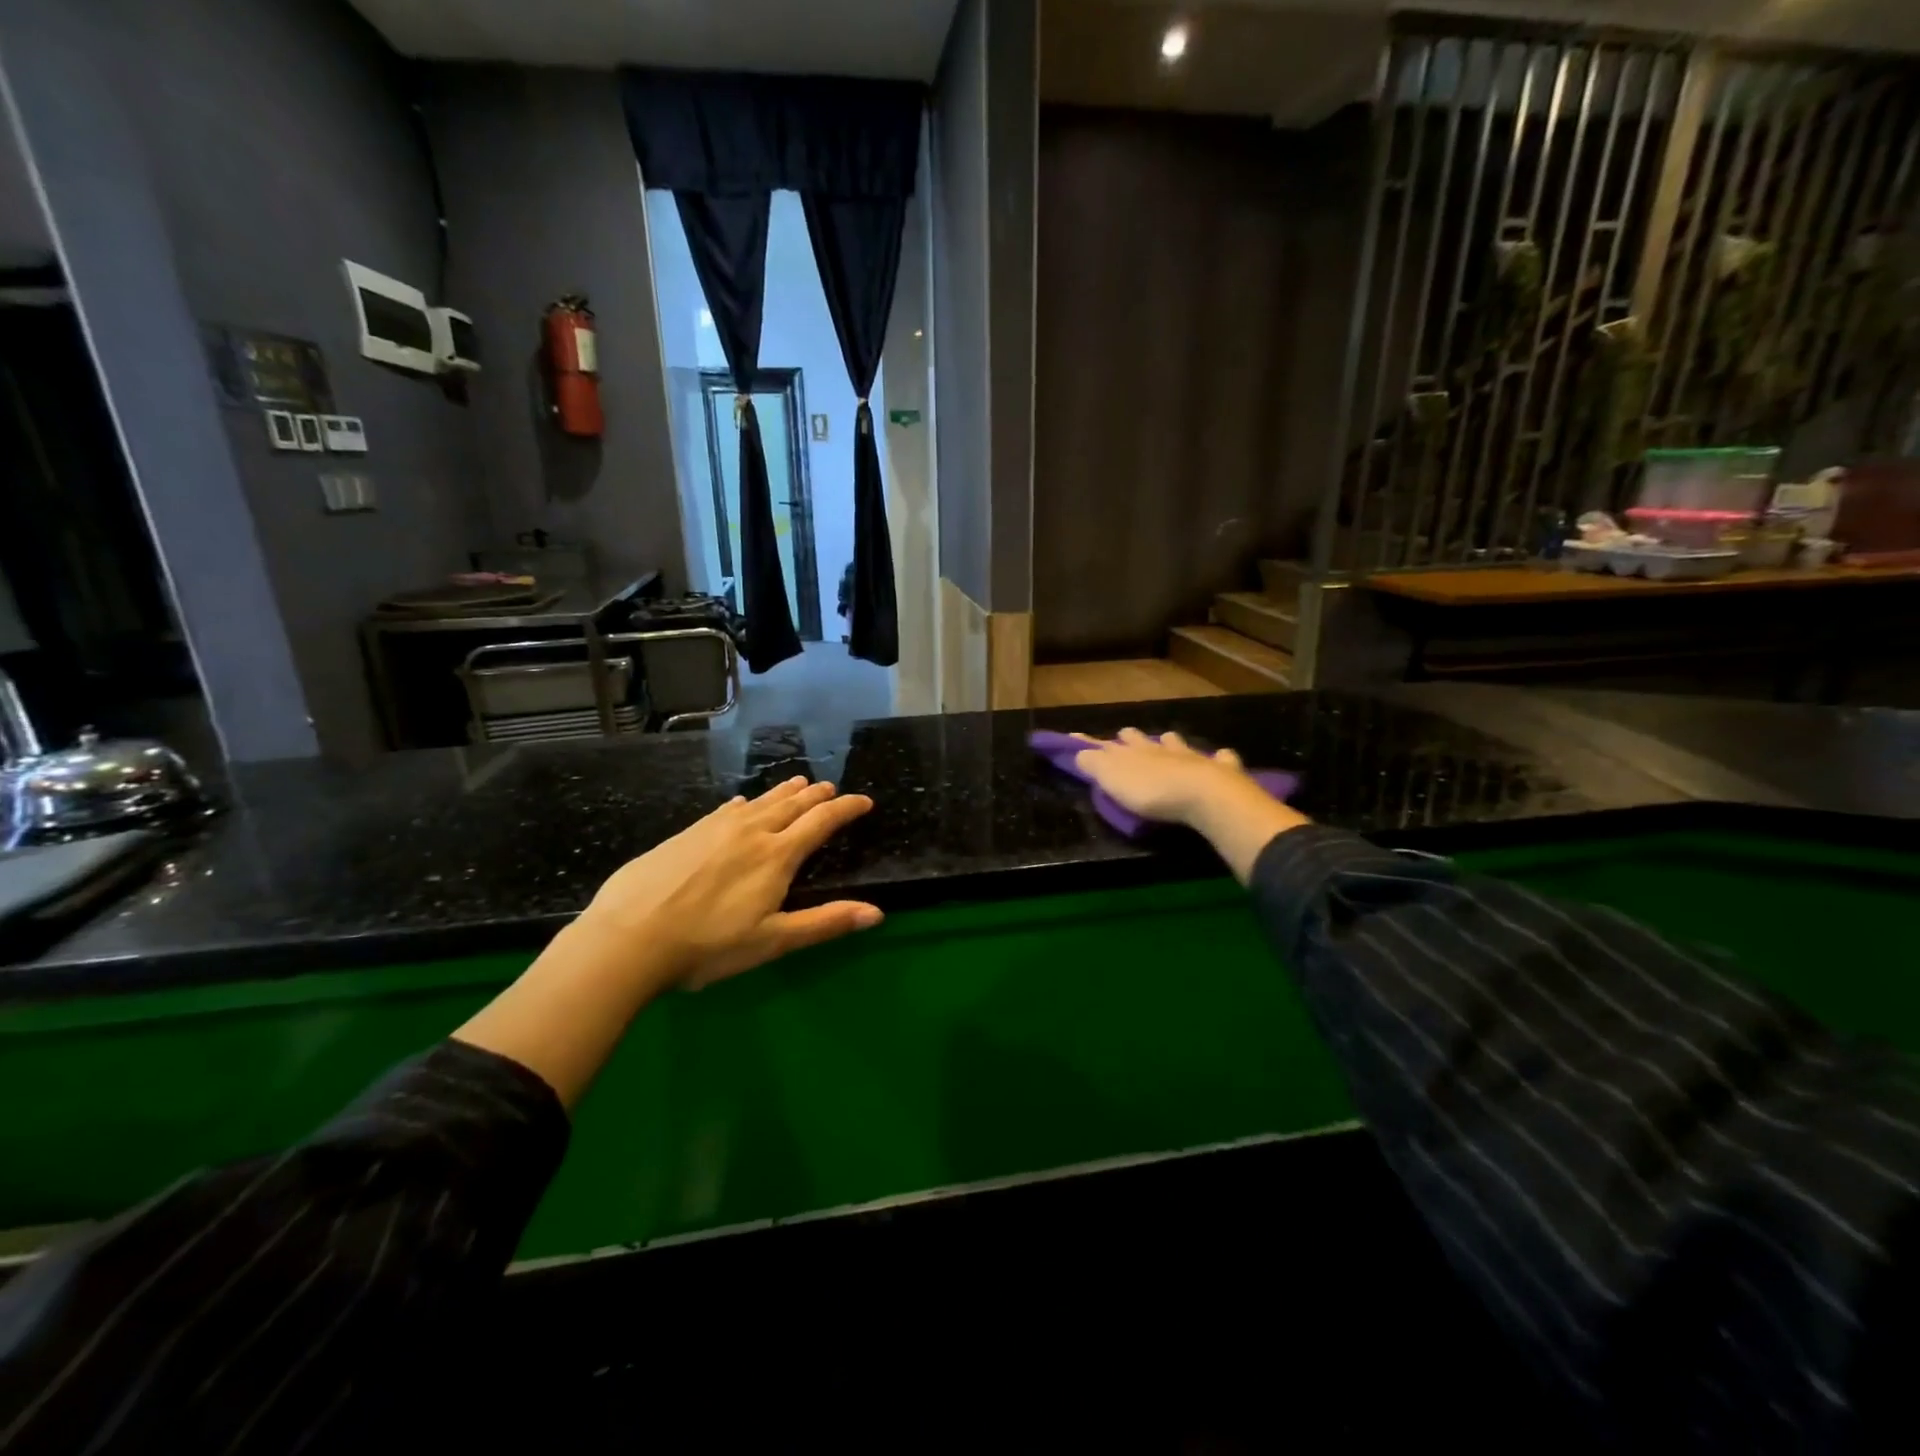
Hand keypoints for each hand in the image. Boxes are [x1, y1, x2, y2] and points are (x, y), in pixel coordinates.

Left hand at [579, 776, 881, 990]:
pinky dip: (746, 804)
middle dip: (816, 795)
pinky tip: (741, 805)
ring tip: (798, 782)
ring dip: (784, 792)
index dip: (845, 809)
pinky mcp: (687, 833)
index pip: (821, 822)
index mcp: (777, 856)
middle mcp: (751, 832)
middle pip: (791, 805)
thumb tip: (877, 913)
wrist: (628, 937)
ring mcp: (715, 829)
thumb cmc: (707, 945)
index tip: (864, 801)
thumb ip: (825, 923)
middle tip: (830, 787)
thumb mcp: (772, 941)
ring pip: (760, 802)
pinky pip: (727, 809)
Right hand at [1071, 729, 1309, 883]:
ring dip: (1172, 743)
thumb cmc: (1150, 790)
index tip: (1076, 736)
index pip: (1106, 744)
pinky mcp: (1219, 770)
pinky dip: (1221, 757)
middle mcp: (1160, 749)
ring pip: (1178, 743)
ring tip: (1170, 740)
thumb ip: (1094, 763)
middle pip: (1143, 739)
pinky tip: (1223, 755)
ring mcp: (1192, 757)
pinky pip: (1222, 758)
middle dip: (1133, 738)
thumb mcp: (1111, 778)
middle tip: (1127, 736)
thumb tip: (1078, 751)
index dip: (1091, 742)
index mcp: (1132, 752)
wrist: (1202, 795)